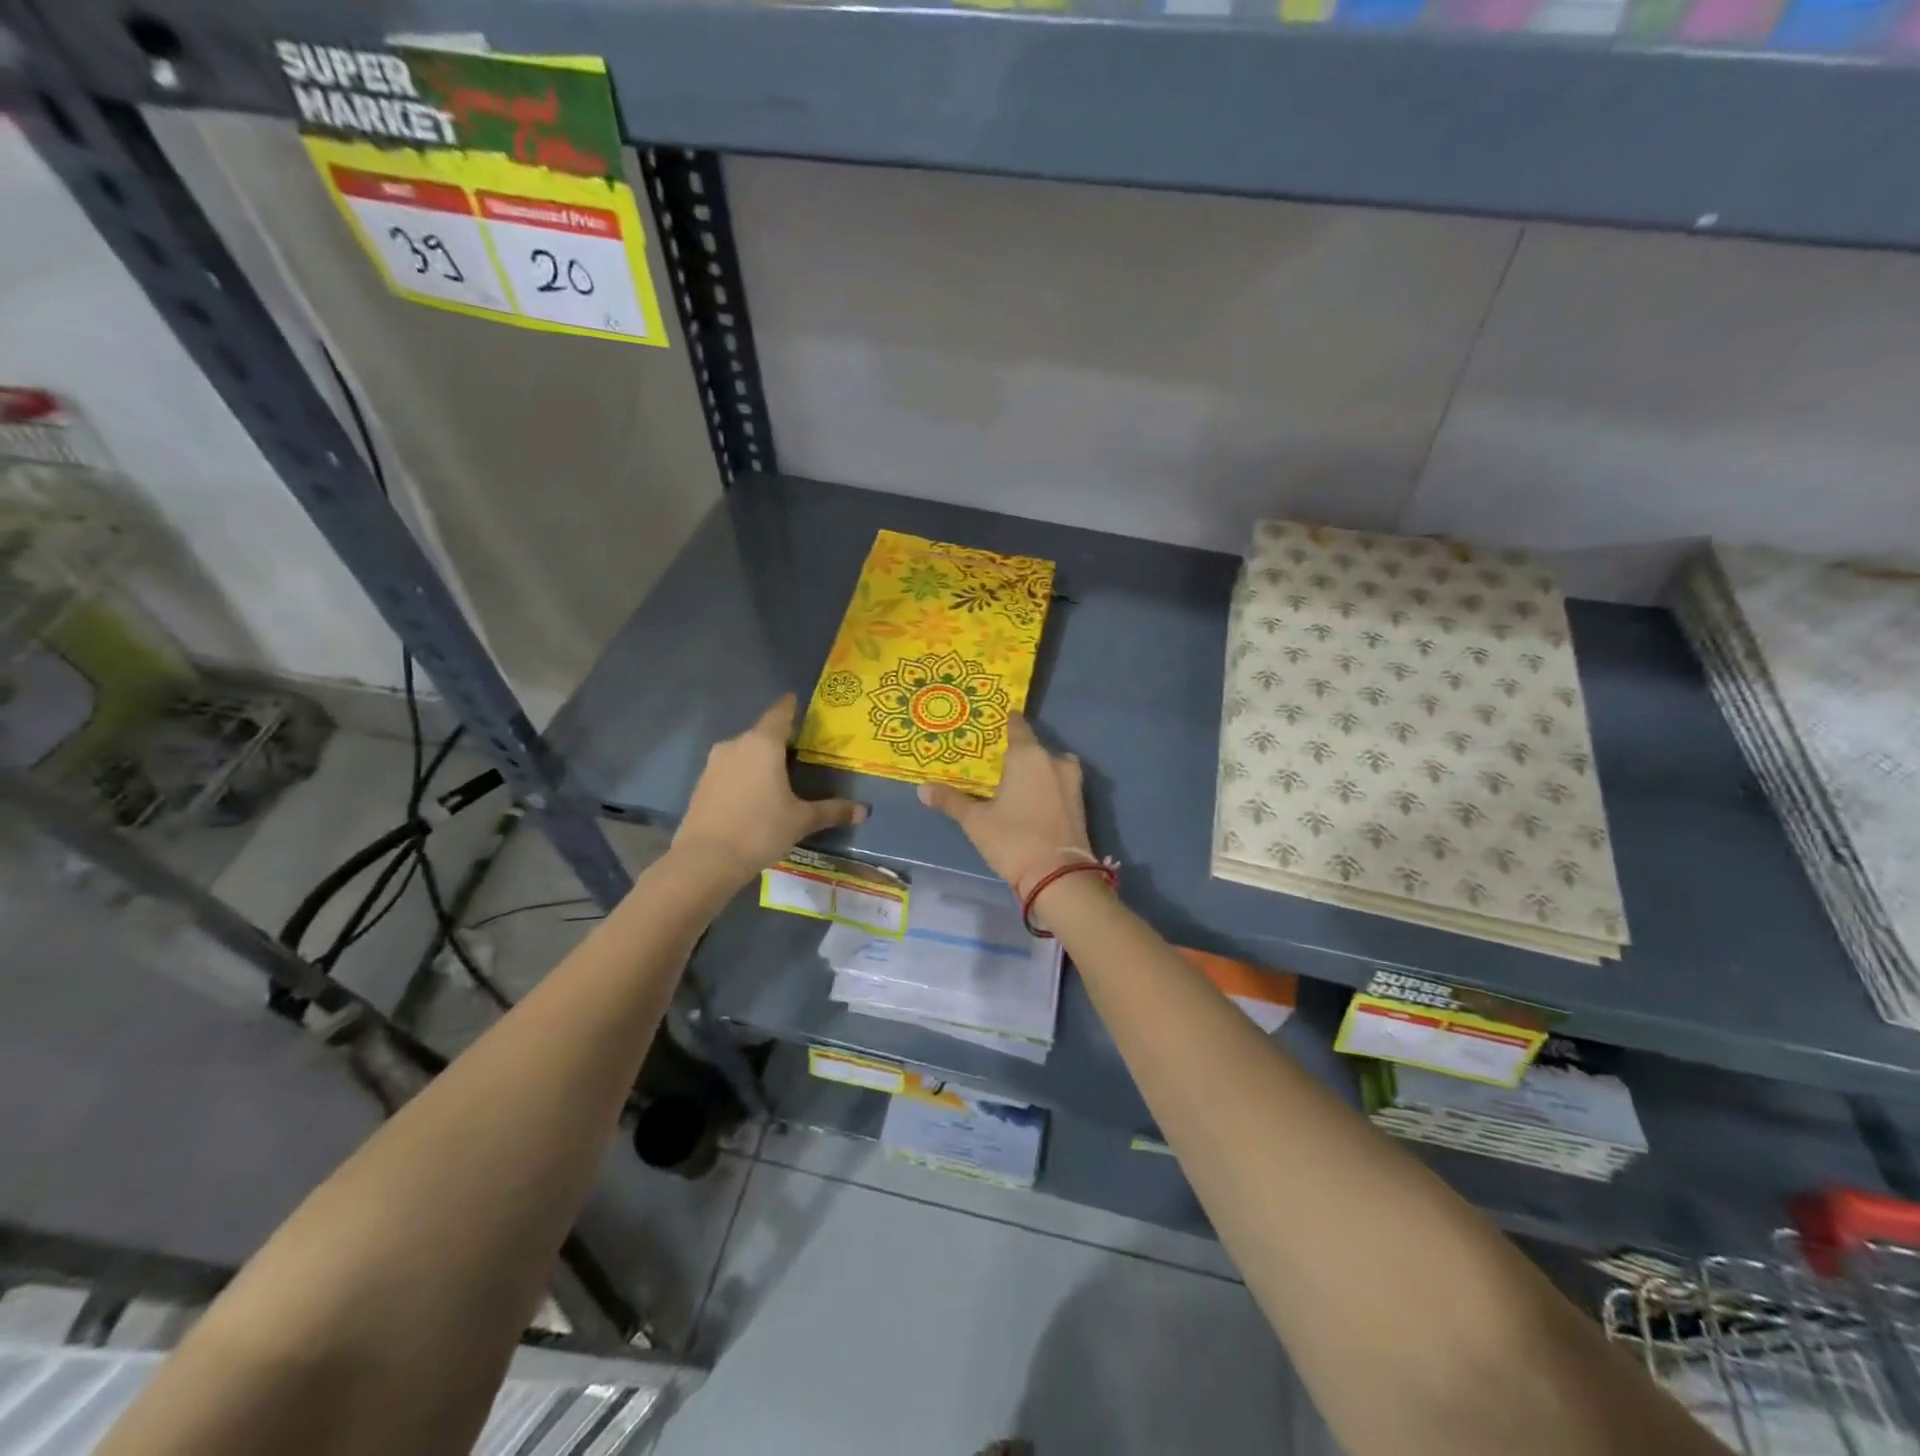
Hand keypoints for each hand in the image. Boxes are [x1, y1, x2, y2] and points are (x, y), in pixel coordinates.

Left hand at [672, 695, 866, 885]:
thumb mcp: (801, 820)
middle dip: (778, 741)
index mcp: (763, 744)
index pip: (780, 714)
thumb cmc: (760, 829)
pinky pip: (729, 772)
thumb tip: (864, 811)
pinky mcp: (701, 785)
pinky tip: (753, 796)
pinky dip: (743, 777)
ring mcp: (714, 764)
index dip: (790, 707)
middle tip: (798, 752)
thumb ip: (832, 811)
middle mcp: (736, 745)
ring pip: (743, 753)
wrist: (706, 859)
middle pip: (761, 735)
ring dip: (758, 761)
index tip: (796, 701)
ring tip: (777, 777)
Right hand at [918, 714, 1093, 894]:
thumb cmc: (1013, 839)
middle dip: (1017, 753)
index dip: (1006, 721)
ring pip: (1049, 765)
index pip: (1017, 726)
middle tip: (996, 762)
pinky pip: (1059, 784)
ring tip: (1014, 782)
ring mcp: (1072, 781)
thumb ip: (951, 801)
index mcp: (1028, 755)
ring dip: (1035, 770)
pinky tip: (1031, 800)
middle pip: (1033, 747)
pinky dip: (1046, 786)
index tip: (995, 720)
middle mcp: (1054, 760)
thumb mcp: (975, 821)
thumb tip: (922, 789)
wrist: (1060, 876)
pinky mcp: (1080, 802)